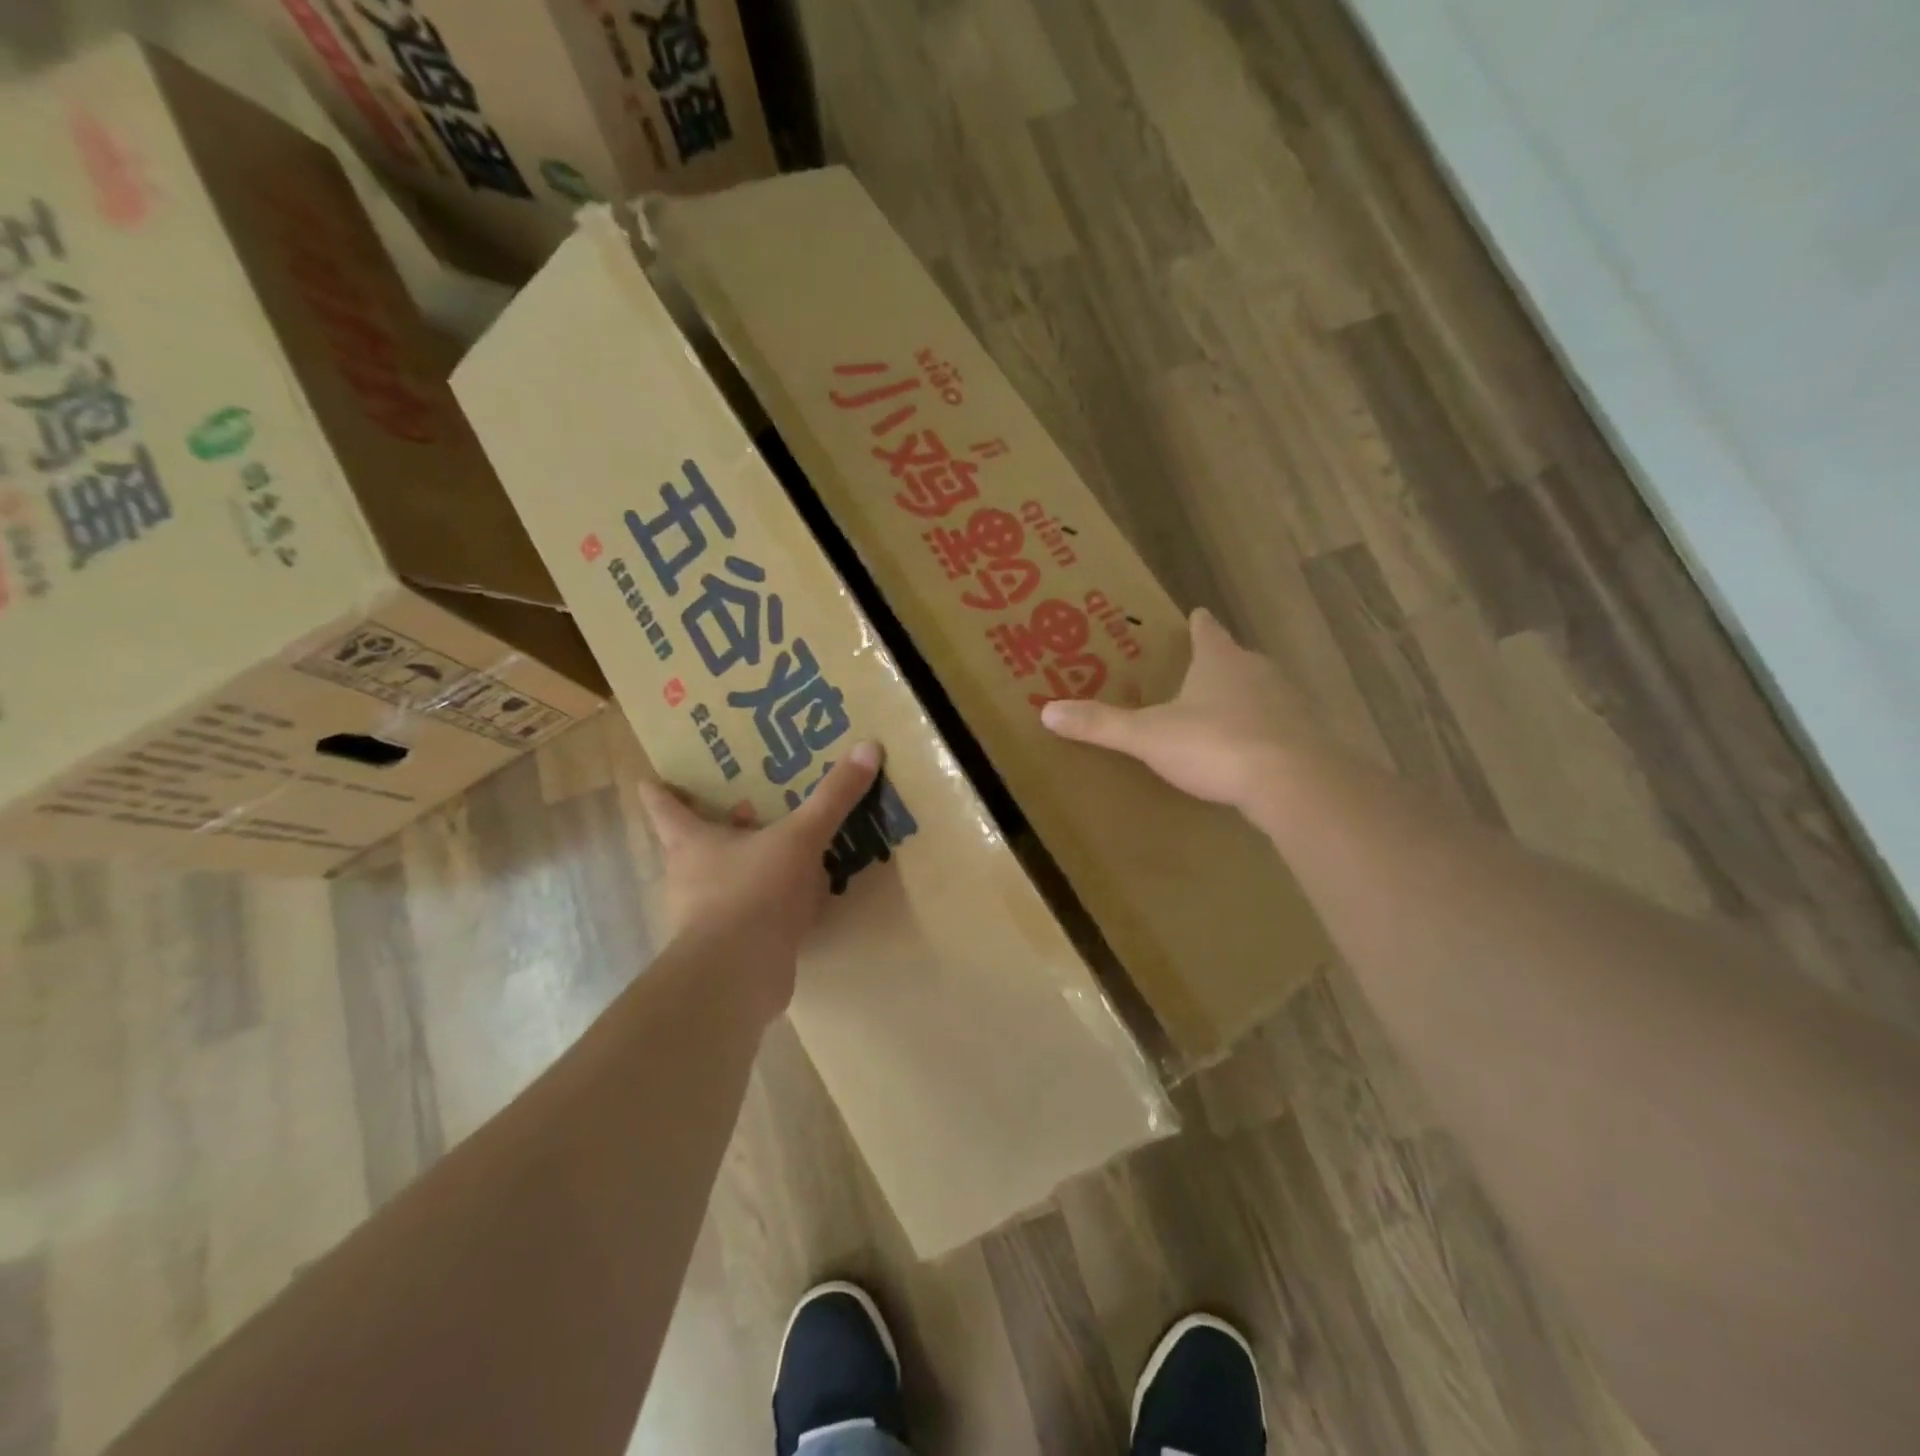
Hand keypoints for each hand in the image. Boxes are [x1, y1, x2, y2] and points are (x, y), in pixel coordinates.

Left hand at [635, 742, 882, 1015]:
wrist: (738, 976)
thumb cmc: (753, 892)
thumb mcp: (800, 837)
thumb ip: (832, 797)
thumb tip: (868, 746)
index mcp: (692, 843)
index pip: (665, 808)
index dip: (659, 791)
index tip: (651, 779)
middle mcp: (690, 877)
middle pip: (696, 843)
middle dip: (718, 825)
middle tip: (746, 803)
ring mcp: (707, 916)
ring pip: (726, 879)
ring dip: (750, 865)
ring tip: (784, 847)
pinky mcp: (730, 947)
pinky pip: (752, 913)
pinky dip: (772, 904)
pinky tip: (803, 899)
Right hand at [1041, 608, 1307, 814]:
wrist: (1292, 780)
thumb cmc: (1214, 744)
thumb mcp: (1148, 736)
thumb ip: (1101, 724)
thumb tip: (1047, 712)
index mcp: (1219, 660)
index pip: (1206, 631)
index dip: (1198, 624)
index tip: (1195, 615)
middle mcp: (1258, 671)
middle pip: (1236, 658)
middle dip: (1219, 663)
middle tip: (1197, 672)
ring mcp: (1288, 702)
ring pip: (1262, 690)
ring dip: (1244, 697)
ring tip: (1221, 713)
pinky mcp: (1307, 734)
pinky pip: (1279, 725)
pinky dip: (1263, 731)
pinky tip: (1251, 751)